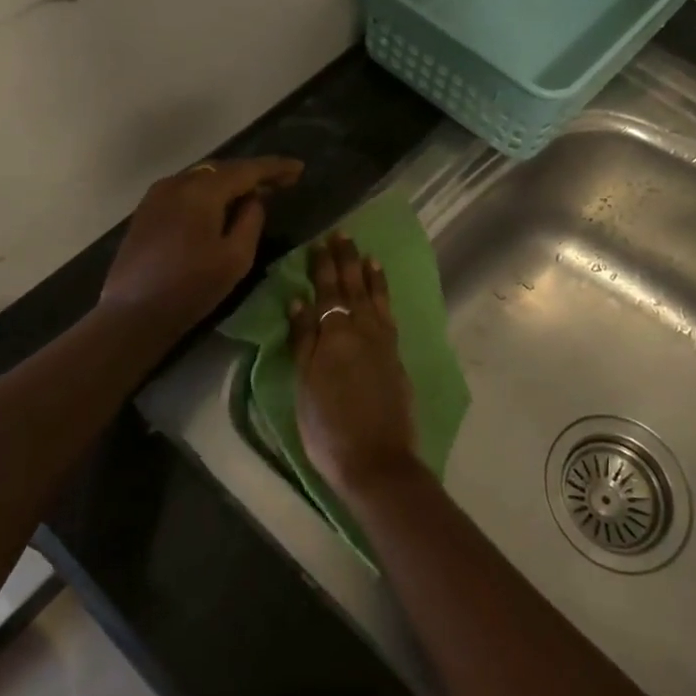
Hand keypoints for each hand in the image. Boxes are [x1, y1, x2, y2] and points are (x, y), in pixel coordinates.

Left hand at [101, 157, 302, 330]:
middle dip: (253, 174)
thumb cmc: (190, 287)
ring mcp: (157, 195)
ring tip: (254, 193)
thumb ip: (251, 220)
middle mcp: (177, 182)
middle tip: (281, 182)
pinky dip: (209, 193)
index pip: (246, 170)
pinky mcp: (147, 211)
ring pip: (203, 178)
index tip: (299, 169)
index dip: (275, 168)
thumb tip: (254, 199)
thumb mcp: (235, 257)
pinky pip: (186, 190)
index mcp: (201, 190)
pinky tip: (220, 207)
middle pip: (223, 169)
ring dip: (230, 183)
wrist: (133, 313)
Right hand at [289, 234, 418, 502]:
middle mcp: (362, 330)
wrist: (376, 459)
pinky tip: (381, 294)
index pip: (327, 291)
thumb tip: (299, 301)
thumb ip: (303, 340)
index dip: (323, 266)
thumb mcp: (304, 385)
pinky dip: (385, 298)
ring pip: (375, 298)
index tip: (321, 242)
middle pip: (353, 288)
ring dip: (370, 275)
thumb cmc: (328, 427)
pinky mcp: (396, 357)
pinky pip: (389, 315)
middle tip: (343, 235)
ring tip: (367, 255)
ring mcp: (383, 343)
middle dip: (347, 260)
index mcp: (334, 335)